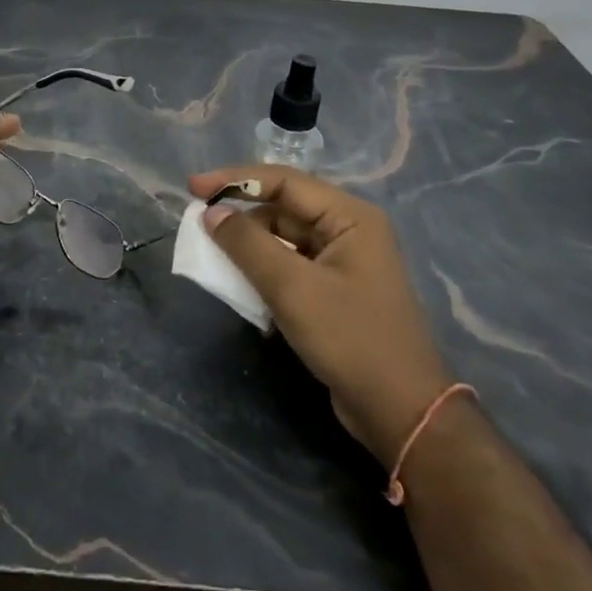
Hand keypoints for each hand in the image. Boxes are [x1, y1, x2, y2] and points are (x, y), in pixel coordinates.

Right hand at [188, 165, 453, 468]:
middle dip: (242, 216)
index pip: (284, 181)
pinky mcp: (336, 290)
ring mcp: (344, 261)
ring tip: (213, 255)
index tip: (193, 188)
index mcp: (350, 216)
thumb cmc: (349, 338)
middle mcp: (349, 230)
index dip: (235, 180)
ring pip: (285, 238)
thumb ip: (247, 244)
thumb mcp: (292, 288)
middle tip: (199, 226)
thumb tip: (211, 213)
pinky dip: (265, 270)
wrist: (399, 410)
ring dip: (250, 246)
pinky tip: (241, 285)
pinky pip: (292, 265)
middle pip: (284, 207)